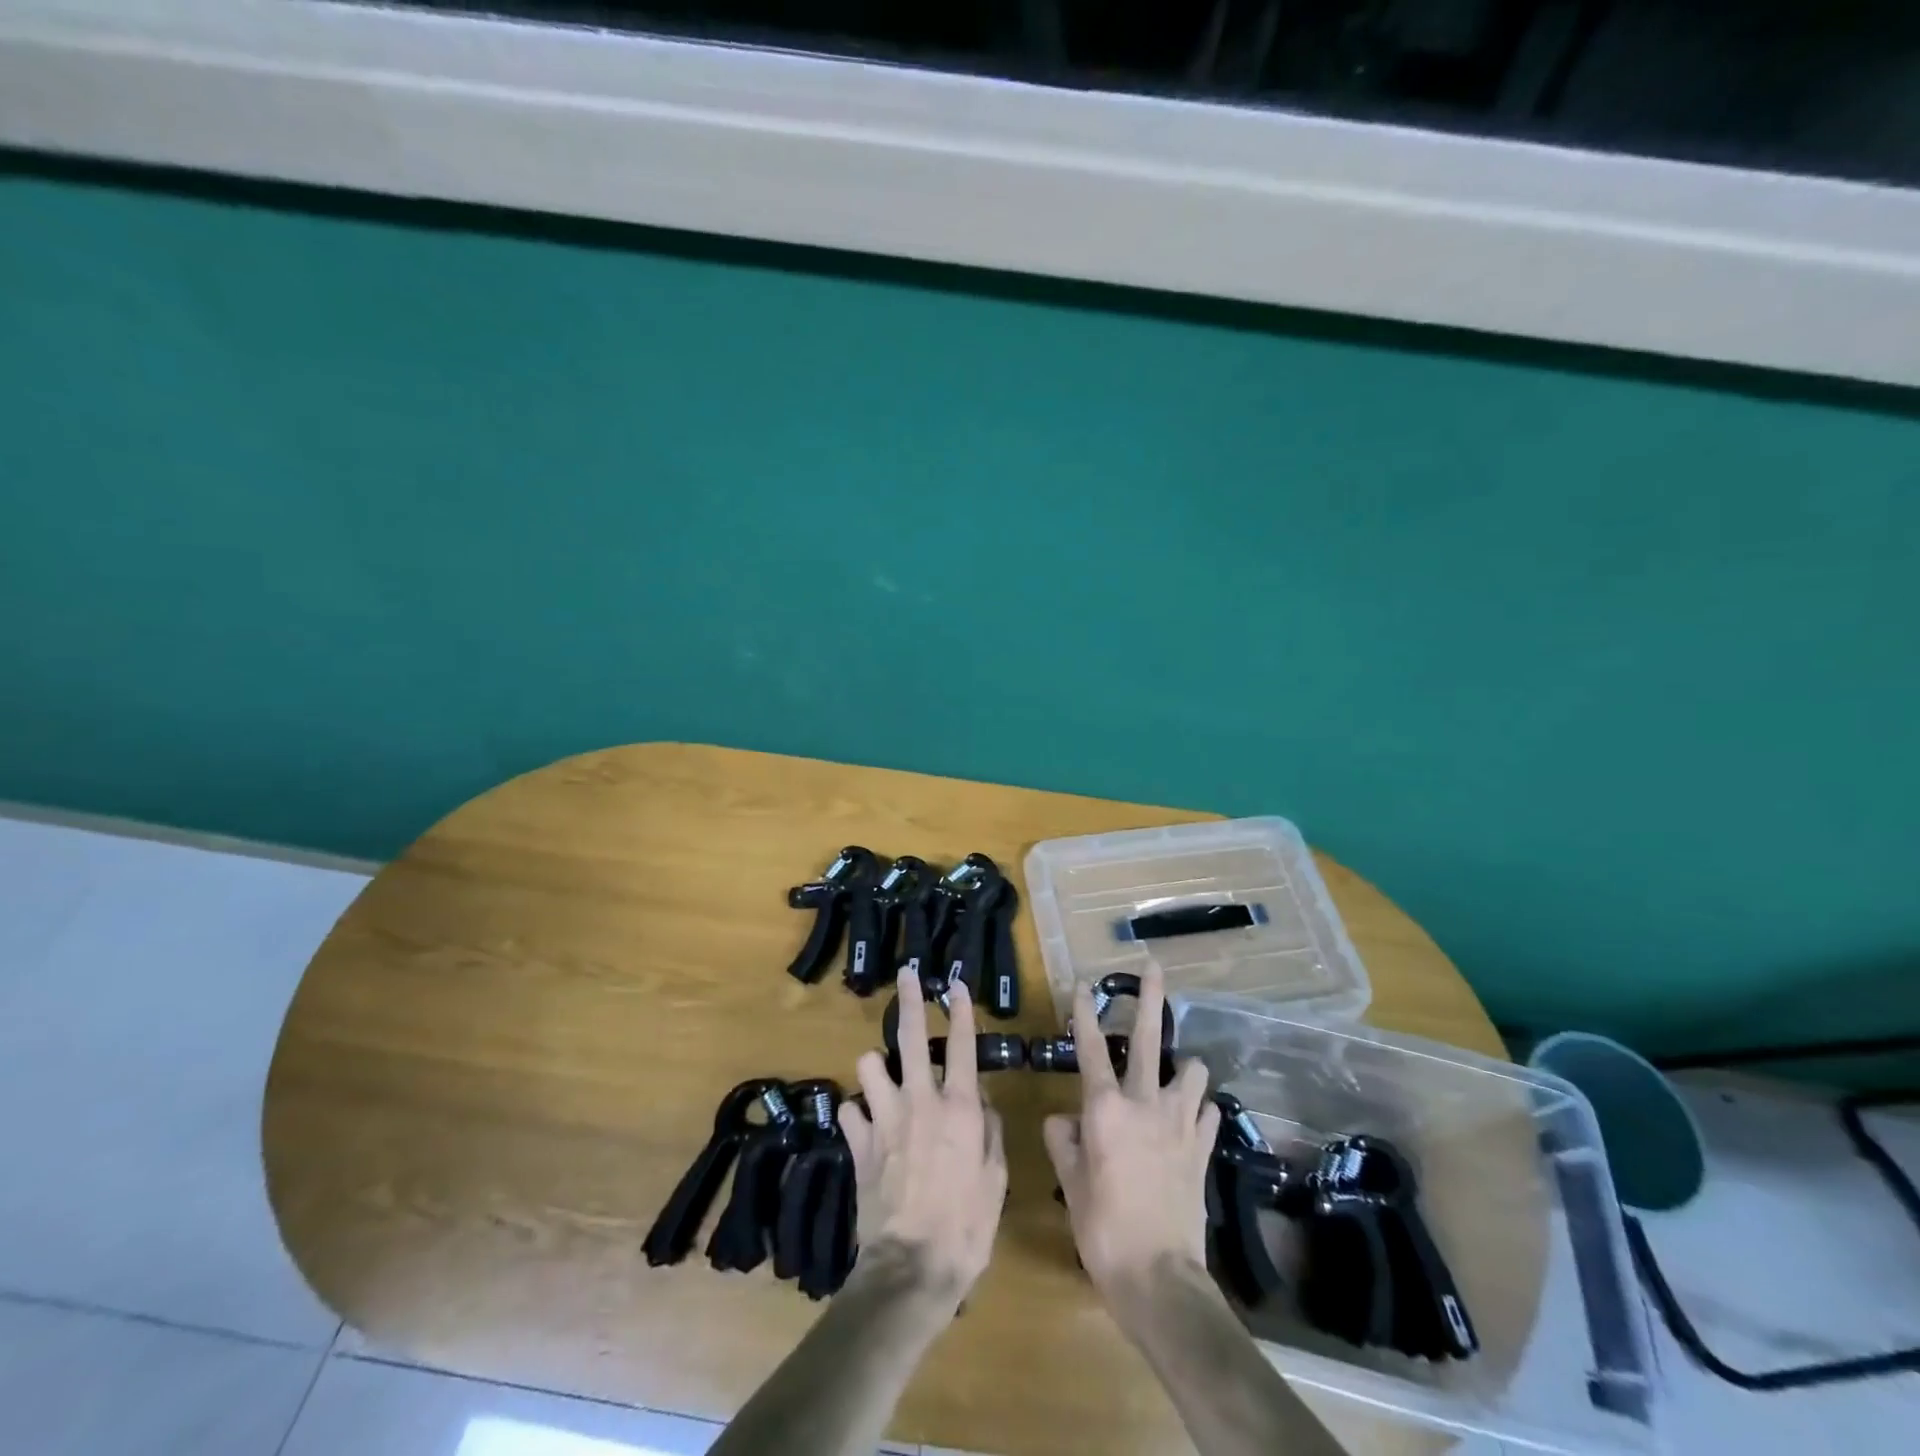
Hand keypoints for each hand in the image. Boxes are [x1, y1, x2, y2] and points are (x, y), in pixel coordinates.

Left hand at [841, 969, 1007, 1305]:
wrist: (912, 1268)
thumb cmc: (966, 1226)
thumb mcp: (995, 1178)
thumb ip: (990, 1130)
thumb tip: (977, 1099)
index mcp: (958, 1107)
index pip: (960, 1044)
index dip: (959, 1010)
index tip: (954, 984)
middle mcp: (919, 1101)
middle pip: (909, 1036)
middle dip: (909, 999)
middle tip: (908, 975)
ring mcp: (884, 1119)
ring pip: (869, 1065)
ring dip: (876, 1068)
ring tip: (883, 1078)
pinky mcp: (858, 1144)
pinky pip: (850, 1111)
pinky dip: (858, 1114)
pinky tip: (865, 1126)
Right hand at [1042, 966, 1219, 1297]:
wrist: (1159, 1278)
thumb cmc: (1103, 1229)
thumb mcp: (1071, 1185)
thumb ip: (1063, 1142)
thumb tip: (1061, 1119)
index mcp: (1105, 1108)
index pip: (1090, 1048)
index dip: (1084, 1012)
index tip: (1083, 982)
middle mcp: (1144, 1103)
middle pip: (1148, 1039)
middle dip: (1151, 998)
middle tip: (1154, 966)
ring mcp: (1179, 1124)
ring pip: (1191, 1072)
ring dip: (1185, 1066)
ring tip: (1178, 1070)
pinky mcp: (1202, 1148)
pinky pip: (1207, 1115)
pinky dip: (1200, 1109)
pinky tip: (1194, 1116)